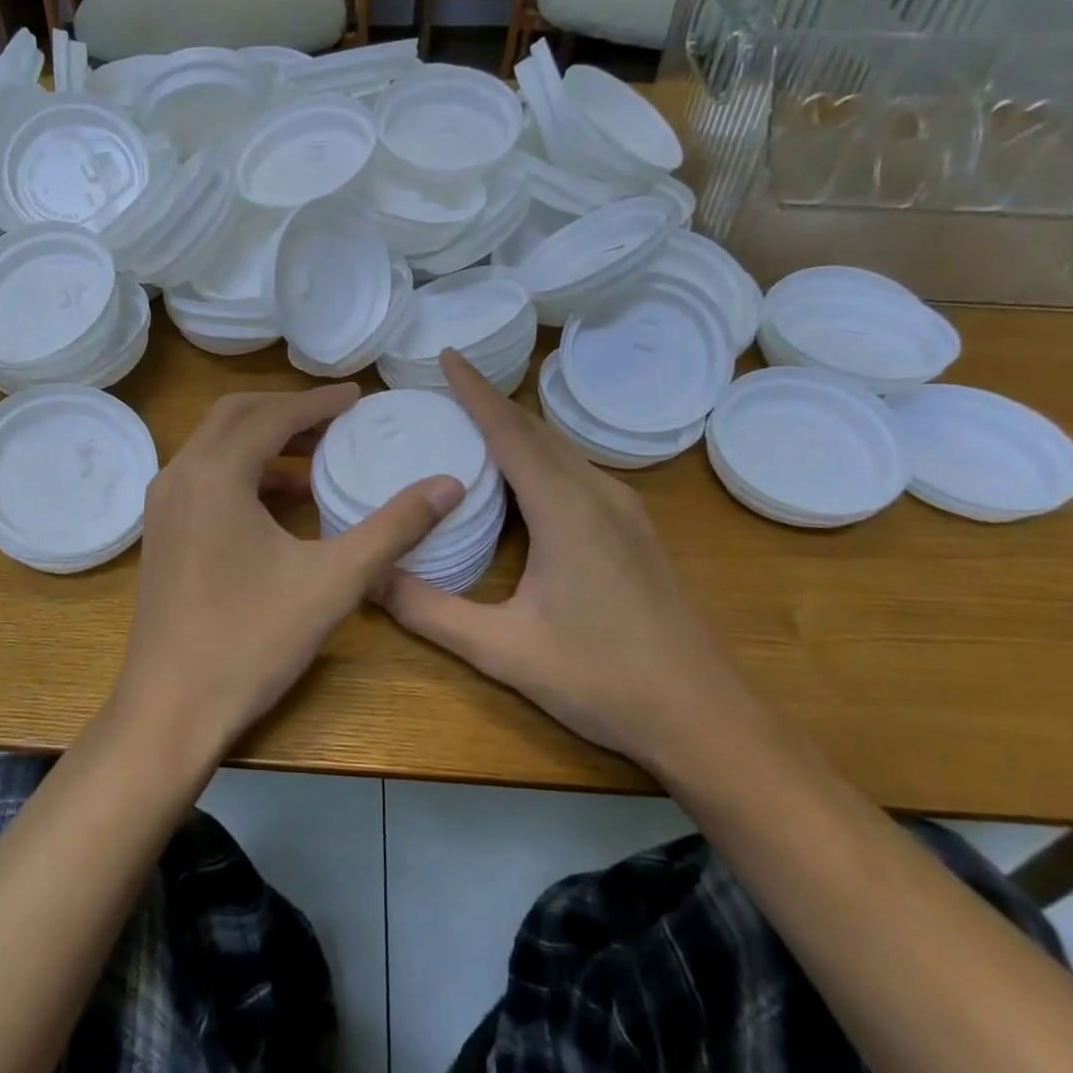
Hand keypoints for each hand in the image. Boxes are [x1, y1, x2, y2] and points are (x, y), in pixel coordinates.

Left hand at [115, 384, 463, 757]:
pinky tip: (284, 505)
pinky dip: (244, 474)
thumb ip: (394, 527)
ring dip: (265, 442)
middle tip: (337, 418)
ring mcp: (163, 506)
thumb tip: (449, 484)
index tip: (358, 396)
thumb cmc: (252, 641)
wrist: (171, 711)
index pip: (272, 416)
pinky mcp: (162, 534)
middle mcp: (179, 476)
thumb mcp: (334, 581)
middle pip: (235, 417)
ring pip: (216, 448)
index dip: (319, 402)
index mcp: (215, 474)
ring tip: (317, 458)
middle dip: (288, 412)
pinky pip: (205, 480)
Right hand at [375, 351, 748, 767]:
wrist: (704, 716)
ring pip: (561, 450)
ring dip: (517, 429)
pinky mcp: (634, 531)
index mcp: (566, 509)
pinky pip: (577, 472)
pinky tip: (522, 481)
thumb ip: (430, 612)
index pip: (510, 431)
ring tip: (473, 425)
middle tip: (445, 390)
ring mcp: (624, 511)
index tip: (447, 355)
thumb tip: (368, 578)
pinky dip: (540, 457)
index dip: (475, 390)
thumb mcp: (504, 650)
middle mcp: (598, 494)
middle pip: (537, 430)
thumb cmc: (602, 679)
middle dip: (491, 403)